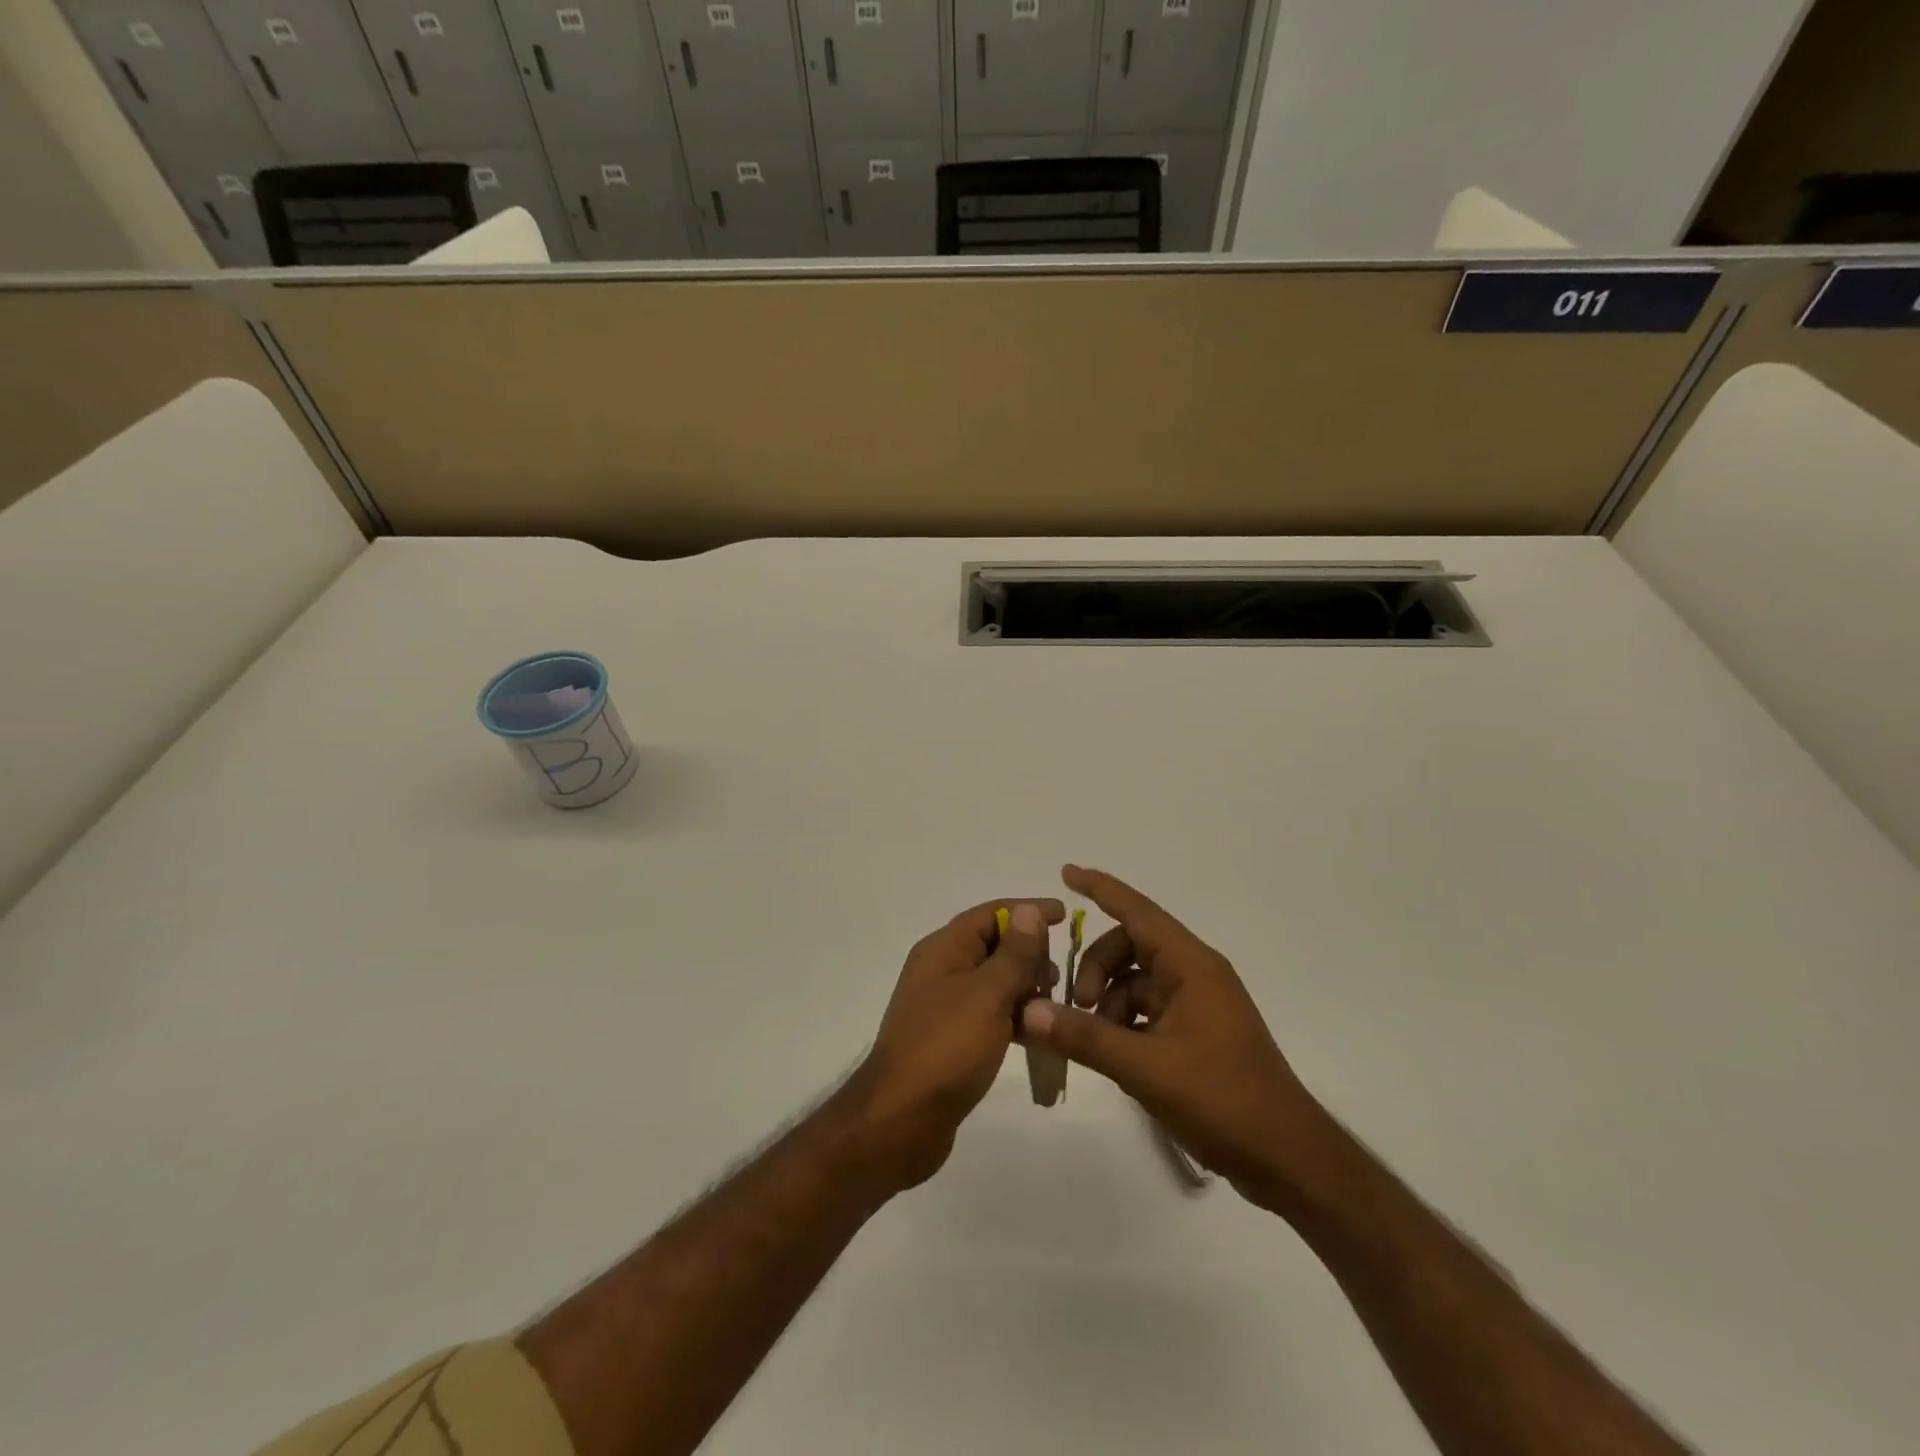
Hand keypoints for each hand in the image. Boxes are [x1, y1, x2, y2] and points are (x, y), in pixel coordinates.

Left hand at [848, 897, 1063, 1190]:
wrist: (901, 1120)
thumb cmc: (947, 1048)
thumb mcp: (987, 994)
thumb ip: (1013, 953)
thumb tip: (1028, 911)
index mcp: (943, 949)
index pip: (990, 914)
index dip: (1027, 911)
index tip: (1065, 915)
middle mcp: (940, 970)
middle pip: (991, 945)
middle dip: (1029, 953)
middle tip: (1064, 971)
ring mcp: (943, 1006)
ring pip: (993, 982)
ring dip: (1024, 987)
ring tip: (1057, 1003)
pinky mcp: (950, 1039)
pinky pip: (988, 1014)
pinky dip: (1013, 1017)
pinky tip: (1039, 1034)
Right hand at [1019, 866, 1324, 1206]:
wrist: (1287, 1157)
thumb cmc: (1223, 1100)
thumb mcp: (1146, 1068)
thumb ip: (1085, 1037)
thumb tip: (1028, 1011)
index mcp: (1191, 965)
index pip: (1138, 911)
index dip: (1101, 888)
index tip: (1066, 872)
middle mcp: (1195, 974)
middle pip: (1131, 946)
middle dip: (1096, 967)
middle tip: (1074, 1004)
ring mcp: (1198, 1003)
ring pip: (1136, 980)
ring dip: (1107, 999)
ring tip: (1090, 1036)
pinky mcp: (1197, 1032)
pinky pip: (1148, 1008)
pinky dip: (1123, 1020)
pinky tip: (1111, 1052)